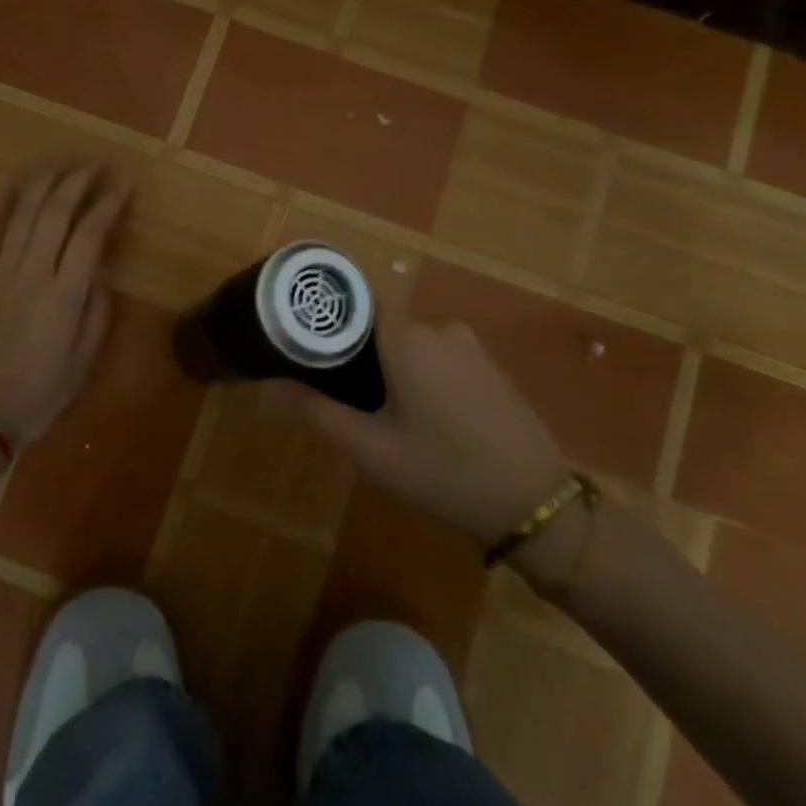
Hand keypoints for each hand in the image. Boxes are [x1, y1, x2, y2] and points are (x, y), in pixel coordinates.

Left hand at [0, 162, 130, 448]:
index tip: (123, 183)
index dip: (108, 203)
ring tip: (61, 163)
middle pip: (56, 213)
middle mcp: (32, 273)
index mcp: (64, 296)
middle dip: (78, 181)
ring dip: (44, 182)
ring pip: (23, 214)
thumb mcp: (82, 363)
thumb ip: (96, 313)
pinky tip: (8, 183)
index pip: (90, 234)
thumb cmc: (36, 397)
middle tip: (95, 163)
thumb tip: (100, 272)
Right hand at [282, 317, 571, 549]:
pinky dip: (418, 372)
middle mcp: (438, 328)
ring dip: (388, 365)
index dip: (327, 313)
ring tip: (372, 408)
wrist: (535, 505)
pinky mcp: (488, 366)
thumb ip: (318, 412)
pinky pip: (438, 355)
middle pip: (380, 323)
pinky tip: (417, 415)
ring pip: (409, 341)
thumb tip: (270, 387)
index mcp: (408, 338)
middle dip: (355, 349)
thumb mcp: (372, 450)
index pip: (356, 300)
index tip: (301, 334)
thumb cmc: (444, 472)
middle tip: (333, 389)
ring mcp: (469, 346)